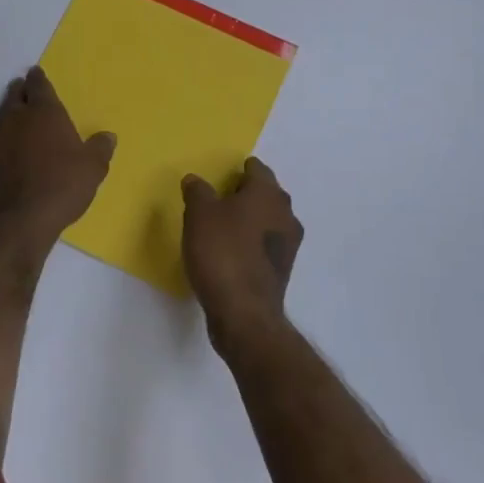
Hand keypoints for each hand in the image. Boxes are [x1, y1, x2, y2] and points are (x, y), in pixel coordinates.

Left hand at [0, 67, 115, 246]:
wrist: (15, 221)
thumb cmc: (60, 187)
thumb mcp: (92, 169)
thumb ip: (100, 149)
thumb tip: (108, 136)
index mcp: (44, 113)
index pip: (39, 86)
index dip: (38, 79)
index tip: (35, 73)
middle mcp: (16, 119)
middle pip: (15, 97)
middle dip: (20, 91)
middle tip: (23, 88)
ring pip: (1, 118)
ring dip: (8, 114)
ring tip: (15, 116)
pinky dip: (0, 143)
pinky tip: (6, 153)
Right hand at [181, 157, 302, 359]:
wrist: (244, 313)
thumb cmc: (222, 253)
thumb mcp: (199, 214)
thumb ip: (197, 191)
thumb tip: (195, 180)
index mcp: (268, 194)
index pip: (258, 169)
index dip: (240, 169)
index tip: (223, 174)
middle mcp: (285, 214)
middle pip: (266, 194)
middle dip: (246, 193)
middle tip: (219, 197)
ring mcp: (288, 245)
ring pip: (268, 220)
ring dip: (250, 219)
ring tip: (223, 225)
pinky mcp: (282, 270)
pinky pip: (265, 245)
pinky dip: (251, 243)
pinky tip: (231, 251)